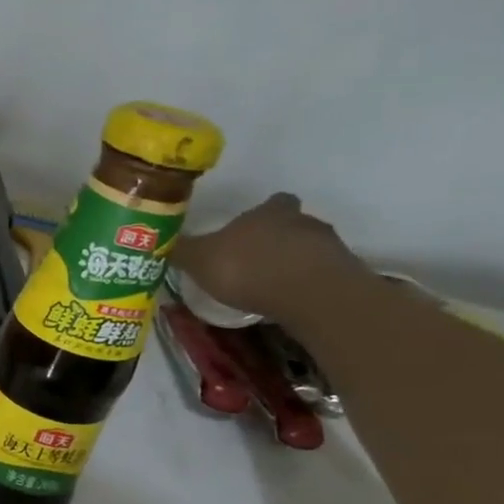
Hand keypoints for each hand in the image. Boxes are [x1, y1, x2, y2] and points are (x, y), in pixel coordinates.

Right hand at [173, 193, 362, 321]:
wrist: (311, 296)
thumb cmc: (249, 268)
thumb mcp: (200, 260)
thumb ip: (181, 250)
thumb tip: (159, 239)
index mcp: (269, 212)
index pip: (272, 202)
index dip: (261, 214)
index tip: (248, 229)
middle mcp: (303, 221)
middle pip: (291, 224)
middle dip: (275, 239)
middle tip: (253, 260)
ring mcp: (329, 247)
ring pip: (307, 249)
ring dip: (292, 263)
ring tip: (270, 285)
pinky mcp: (344, 275)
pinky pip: (319, 275)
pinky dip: (304, 284)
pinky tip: (287, 301)